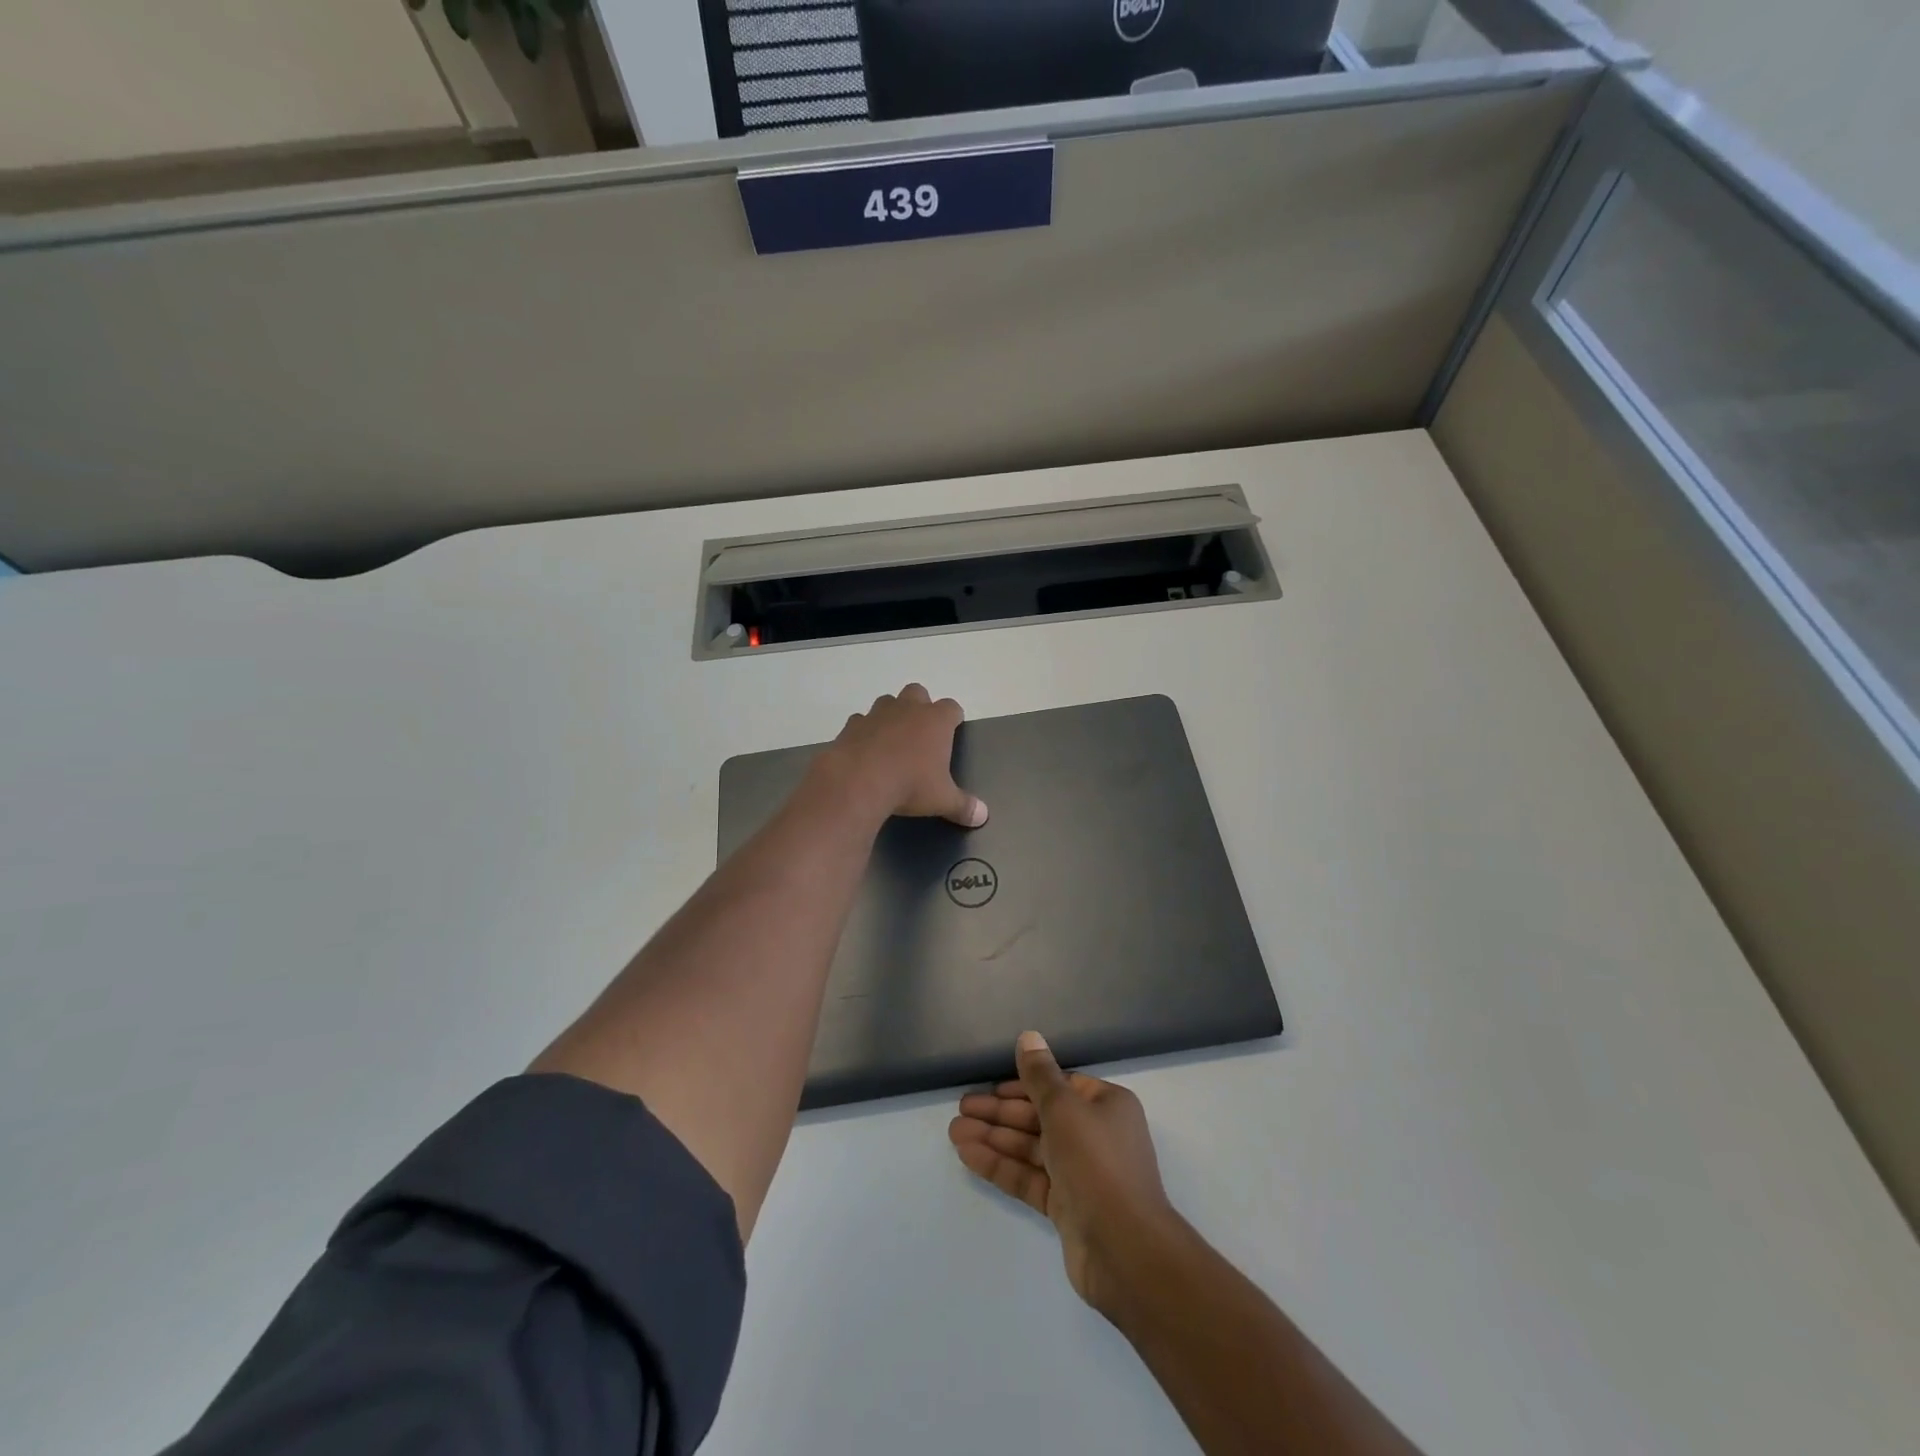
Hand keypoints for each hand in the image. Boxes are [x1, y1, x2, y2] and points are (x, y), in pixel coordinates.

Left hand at [816, 684, 987, 826]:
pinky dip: (864, 732)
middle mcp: (907, 709)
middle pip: (918, 693)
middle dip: (920, 707)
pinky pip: (861, 721)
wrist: (858, 782)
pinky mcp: (852, 725)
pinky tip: (865, 751)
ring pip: (888, 702)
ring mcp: (877, 714)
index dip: (953, 718)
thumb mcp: (942, 800)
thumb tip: (982, 816)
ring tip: (891, 741)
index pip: (952, 708)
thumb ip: (963, 806)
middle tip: (920, 734)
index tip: (952, 731)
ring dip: (891, 715)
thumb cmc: (909, 785)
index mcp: (935, 721)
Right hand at [949, 1030, 1176, 1313]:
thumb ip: (1040, 1075)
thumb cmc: (1097, 1163)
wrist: (1124, 1250)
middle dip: (1000, 1113)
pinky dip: (1000, 1165)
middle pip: (1040, 1116)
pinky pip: (1028, 1177)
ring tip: (953, 1132)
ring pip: (1030, 1148)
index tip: (990, 1087)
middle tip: (961, 1107)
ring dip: (993, 1138)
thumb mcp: (1064, 1108)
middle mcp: (1096, 1135)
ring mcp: (1081, 1173)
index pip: (1059, 1086)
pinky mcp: (1066, 1207)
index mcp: (1106, 1105)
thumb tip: (1028, 1036)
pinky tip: (967, 1155)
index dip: (1023, 1085)